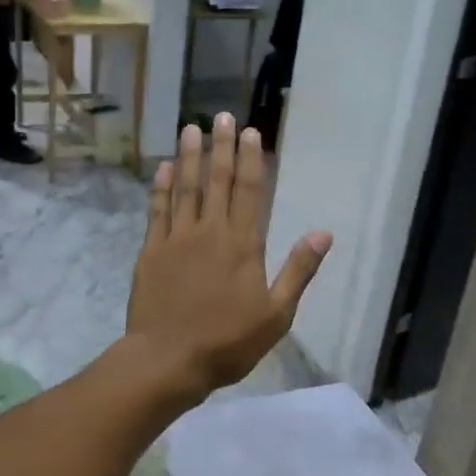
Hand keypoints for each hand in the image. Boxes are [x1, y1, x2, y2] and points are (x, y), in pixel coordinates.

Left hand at [126, 113, 330, 396]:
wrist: (168, 359)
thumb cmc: (228, 342)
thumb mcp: (276, 314)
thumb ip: (298, 271)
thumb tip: (324, 233)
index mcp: (243, 245)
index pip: (250, 191)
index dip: (251, 159)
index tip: (251, 132)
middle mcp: (210, 232)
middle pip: (217, 181)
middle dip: (221, 147)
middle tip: (221, 116)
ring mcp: (176, 239)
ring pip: (185, 188)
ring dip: (189, 157)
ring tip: (191, 129)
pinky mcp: (151, 251)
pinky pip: (157, 210)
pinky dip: (161, 187)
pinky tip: (164, 168)